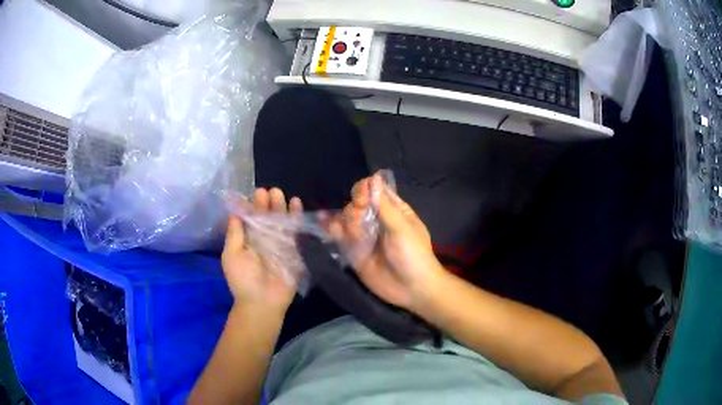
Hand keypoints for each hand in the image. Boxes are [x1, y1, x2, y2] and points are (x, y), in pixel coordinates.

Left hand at [222, 188, 302, 314]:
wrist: (262, 302)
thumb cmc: (243, 279)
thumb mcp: (232, 255)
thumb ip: (234, 233)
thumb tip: (235, 212)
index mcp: (247, 238)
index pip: (250, 217)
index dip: (252, 205)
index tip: (254, 193)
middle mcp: (263, 238)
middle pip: (266, 216)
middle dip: (266, 203)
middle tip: (267, 192)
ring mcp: (279, 243)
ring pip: (280, 220)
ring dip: (280, 206)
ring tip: (279, 194)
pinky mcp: (294, 249)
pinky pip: (295, 230)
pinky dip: (296, 217)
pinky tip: (296, 203)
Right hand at [328, 174, 445, 310]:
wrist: (412, 289)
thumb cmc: (413, 254)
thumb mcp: (402, 228)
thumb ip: (384, 205)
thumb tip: (373, 178)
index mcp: (393, 210)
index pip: (374, 190)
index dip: (364, 190)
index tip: (362, 199)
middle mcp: (377, 220)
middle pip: (357, 204)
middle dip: (355, 210)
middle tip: (360, 220)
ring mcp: (365, 236)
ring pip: (347, 219)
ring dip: (345, 221)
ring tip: (353, 233)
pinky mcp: (354, 252)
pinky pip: (340, 237)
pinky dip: (331, 230)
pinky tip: (323, 224)